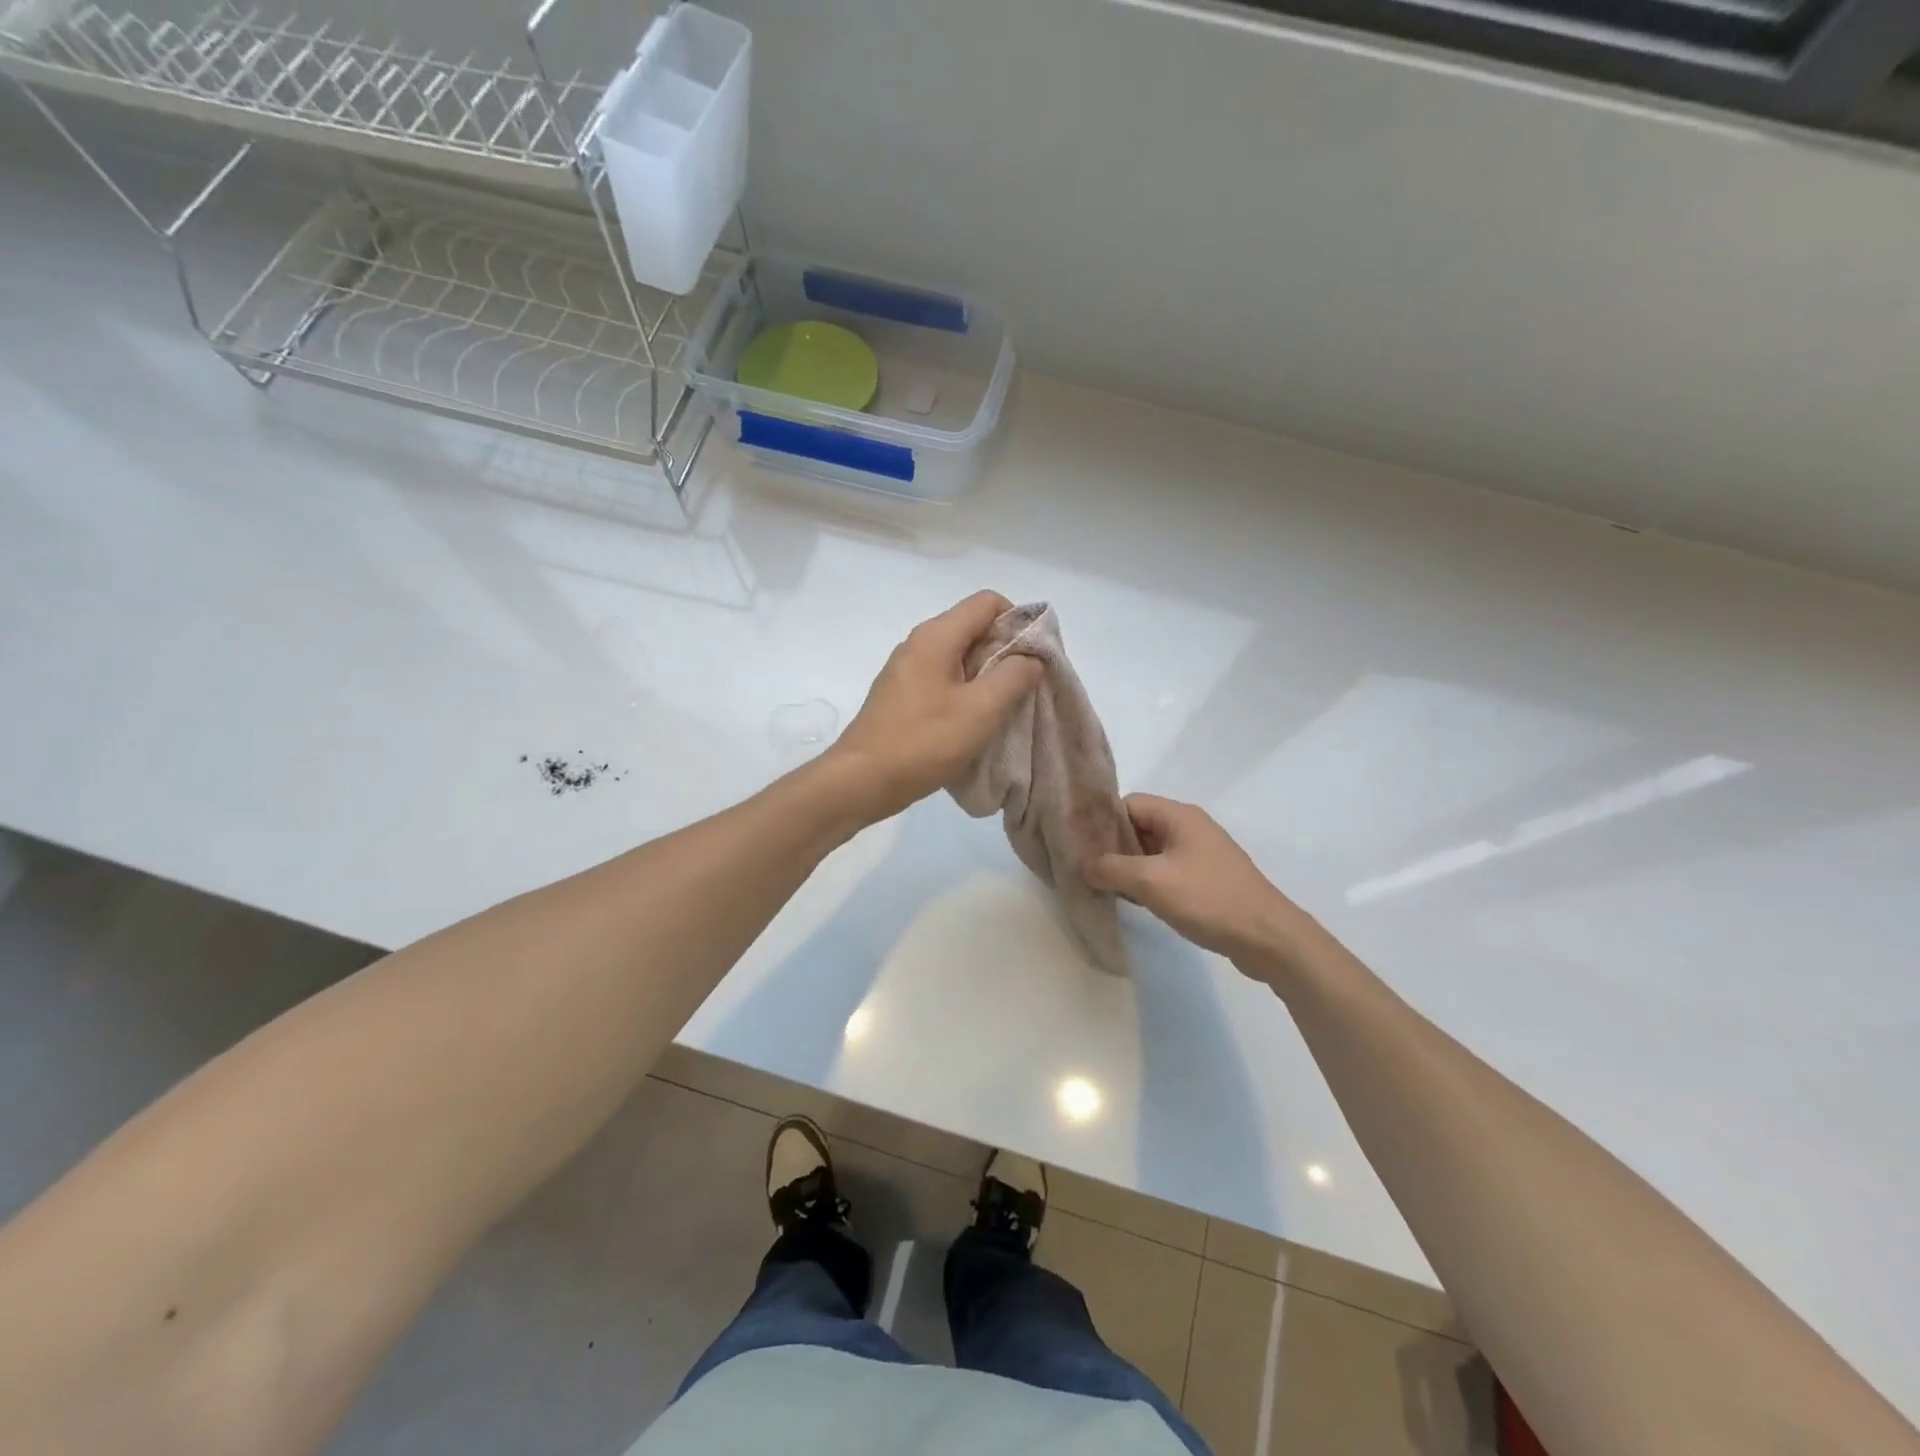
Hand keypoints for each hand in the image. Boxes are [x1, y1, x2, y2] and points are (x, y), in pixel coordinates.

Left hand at [826, 591, 1044, 823]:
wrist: (861, 780)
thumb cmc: (923, 742)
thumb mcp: (980, 710)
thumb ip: (1014, 677)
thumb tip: (1032, 657)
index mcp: (937, 635)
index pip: (988, 602)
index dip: (1018, 622)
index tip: (1033, 659)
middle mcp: (919, 643)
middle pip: (974, 627)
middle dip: (1006, 652)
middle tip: (1024, 689)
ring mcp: (907, 669)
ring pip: (959, 656)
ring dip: (987, 676)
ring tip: (1002, 709)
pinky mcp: (901, 695)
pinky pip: (943, 679)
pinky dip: (965, 692)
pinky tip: (972, 723)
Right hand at [1086, 794, 1315, 972]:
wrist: (1268, 938)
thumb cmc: (1209, 900)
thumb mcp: (1151, 882)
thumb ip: (1112, 869)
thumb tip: (1083, 864)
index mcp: (1179, 816)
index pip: (1128, 803)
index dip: (1102, 821)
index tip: (1080, 845)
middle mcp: (1191, 827)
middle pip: (1139, 826)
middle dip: (1113, 846)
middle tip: (1086, 868)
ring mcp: (1202, 853)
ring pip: (1153, 851)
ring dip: (1130, 867)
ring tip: (1104, 887)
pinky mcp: (1208, 878)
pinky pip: (1168, 870)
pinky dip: (1149, 881)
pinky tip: (1135, 901)